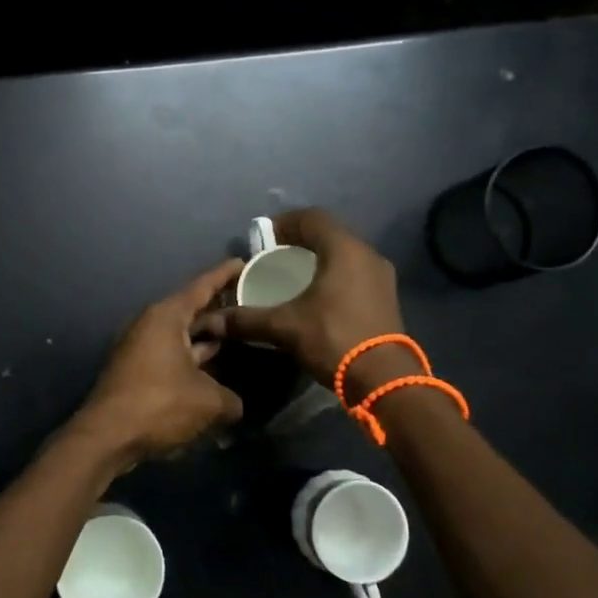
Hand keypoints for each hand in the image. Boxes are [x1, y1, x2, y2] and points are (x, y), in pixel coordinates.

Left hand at [76, 257, 246, 463]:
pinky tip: (213, 376)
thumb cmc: (159, 404)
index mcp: (166, 317)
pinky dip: (191, 363)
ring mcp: (139, 349)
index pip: (201, 287)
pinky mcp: (134, 372)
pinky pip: (170, 358)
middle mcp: (149, 325)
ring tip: (238, 344)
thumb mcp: (208, 402)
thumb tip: (236, 406)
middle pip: (191, 313)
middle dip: (219, 315)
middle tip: (250, 313)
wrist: (106, 436)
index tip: (243, 263)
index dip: (224, 275)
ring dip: (206, 343)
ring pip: (180, 339)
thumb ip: (231, 399)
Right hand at [195, 209, 406, 392]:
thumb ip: (247, 319)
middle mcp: (367, 255)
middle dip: (299, 241)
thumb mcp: (285, 327)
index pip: (311, 218)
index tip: (262, 238)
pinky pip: (354, 273)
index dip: (284, 222)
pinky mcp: (386, 297)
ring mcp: (381, 277)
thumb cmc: (334, 339)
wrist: (385, 380)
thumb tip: (211, 321)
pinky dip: (333, 276)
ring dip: (318, 259)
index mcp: (344, 250)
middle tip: (273, 256)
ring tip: (292, 277)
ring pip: (344, 255)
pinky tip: (317, 297)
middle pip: (329, 234)